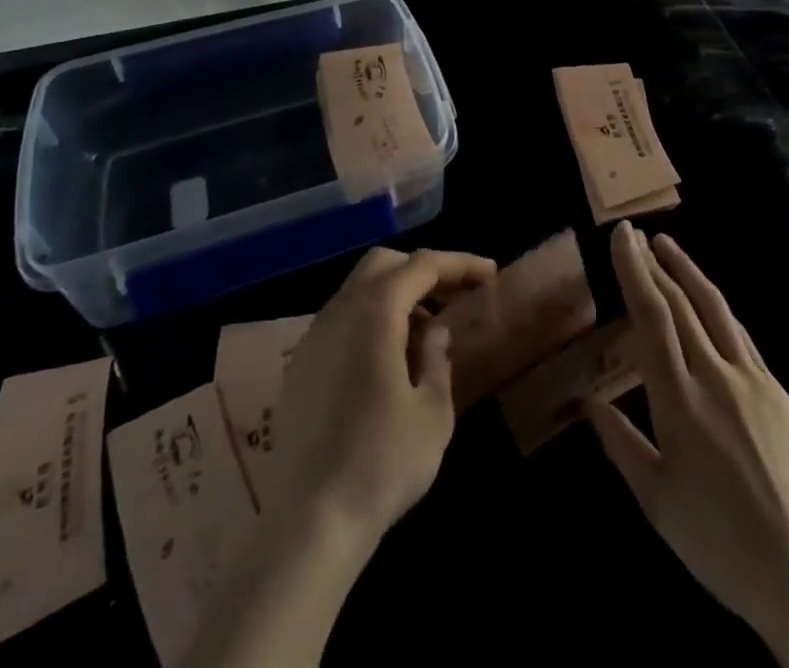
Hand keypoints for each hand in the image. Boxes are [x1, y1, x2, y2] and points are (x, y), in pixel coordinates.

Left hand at [260, 246, 495, 555]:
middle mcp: (338, 311)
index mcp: (374, 312)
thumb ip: (437, 359)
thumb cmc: (382, 464)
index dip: (459, 264)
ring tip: (426, 333)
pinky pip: (341, 321)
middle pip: (384, 265)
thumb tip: (434, 332)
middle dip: (422, 272)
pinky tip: (389, 361)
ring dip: (396, 296)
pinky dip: (371, 320)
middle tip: (454, 297)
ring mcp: (312, 338)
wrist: (308, 525)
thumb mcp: (432, 413)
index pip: (422, 266)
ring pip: (358, 290)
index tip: (489, 275)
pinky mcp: (299, 367)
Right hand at [588, 225, 788, 667]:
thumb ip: (620, 443)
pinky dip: (717, 308)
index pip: (652, 317)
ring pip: (715, 308)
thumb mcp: (656, 500)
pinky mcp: (777, 390)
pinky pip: (740, 335)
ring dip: (688, 271)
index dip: (635, 271)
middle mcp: (715, 376)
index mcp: (679, 401)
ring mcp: (752, 379)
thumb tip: (589, 403)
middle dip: (654, 263)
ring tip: (667, 246)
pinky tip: (708, 302)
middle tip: (634, 234)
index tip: (622, 237)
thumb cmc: (717, 541)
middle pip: (681, 303)